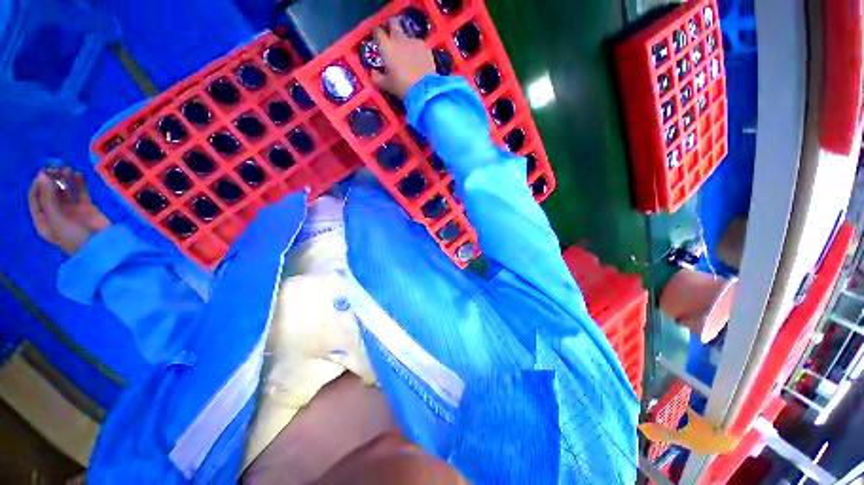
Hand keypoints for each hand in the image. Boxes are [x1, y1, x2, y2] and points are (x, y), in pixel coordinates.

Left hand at [28, 169, 109, 254]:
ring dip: (64, 179)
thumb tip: (44, 176)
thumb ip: (49, 199)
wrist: (101, 247)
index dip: (38, 185)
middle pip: (50, 193)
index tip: (44, 174)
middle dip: (52, 179)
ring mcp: (72, 210)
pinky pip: (80, 192)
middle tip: (56, 167)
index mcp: (44, 220)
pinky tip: (78, 175)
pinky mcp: (86, 207)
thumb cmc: (74, 237)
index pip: (36, 198)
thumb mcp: (56, 220)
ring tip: (67, 169)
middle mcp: (55, 213)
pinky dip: (78, 183)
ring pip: (65, 191)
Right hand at [371, 18, 435, 98]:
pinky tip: (418, 61)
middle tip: (391, 35)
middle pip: (393, 23)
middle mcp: (399, 39)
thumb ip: (376, 77)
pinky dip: (416, 50)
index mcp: (387, 47)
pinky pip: (418, 45)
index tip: (376, 36)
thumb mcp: (386, 85)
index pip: (377, 31)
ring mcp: (414, 41)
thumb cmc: (402, 86)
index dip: (376, 32)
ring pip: (407, 36)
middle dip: (391, 26)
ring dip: (405, 42)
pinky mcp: (425, 47)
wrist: (424, 89)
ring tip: (407, 55)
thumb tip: (373, 72)